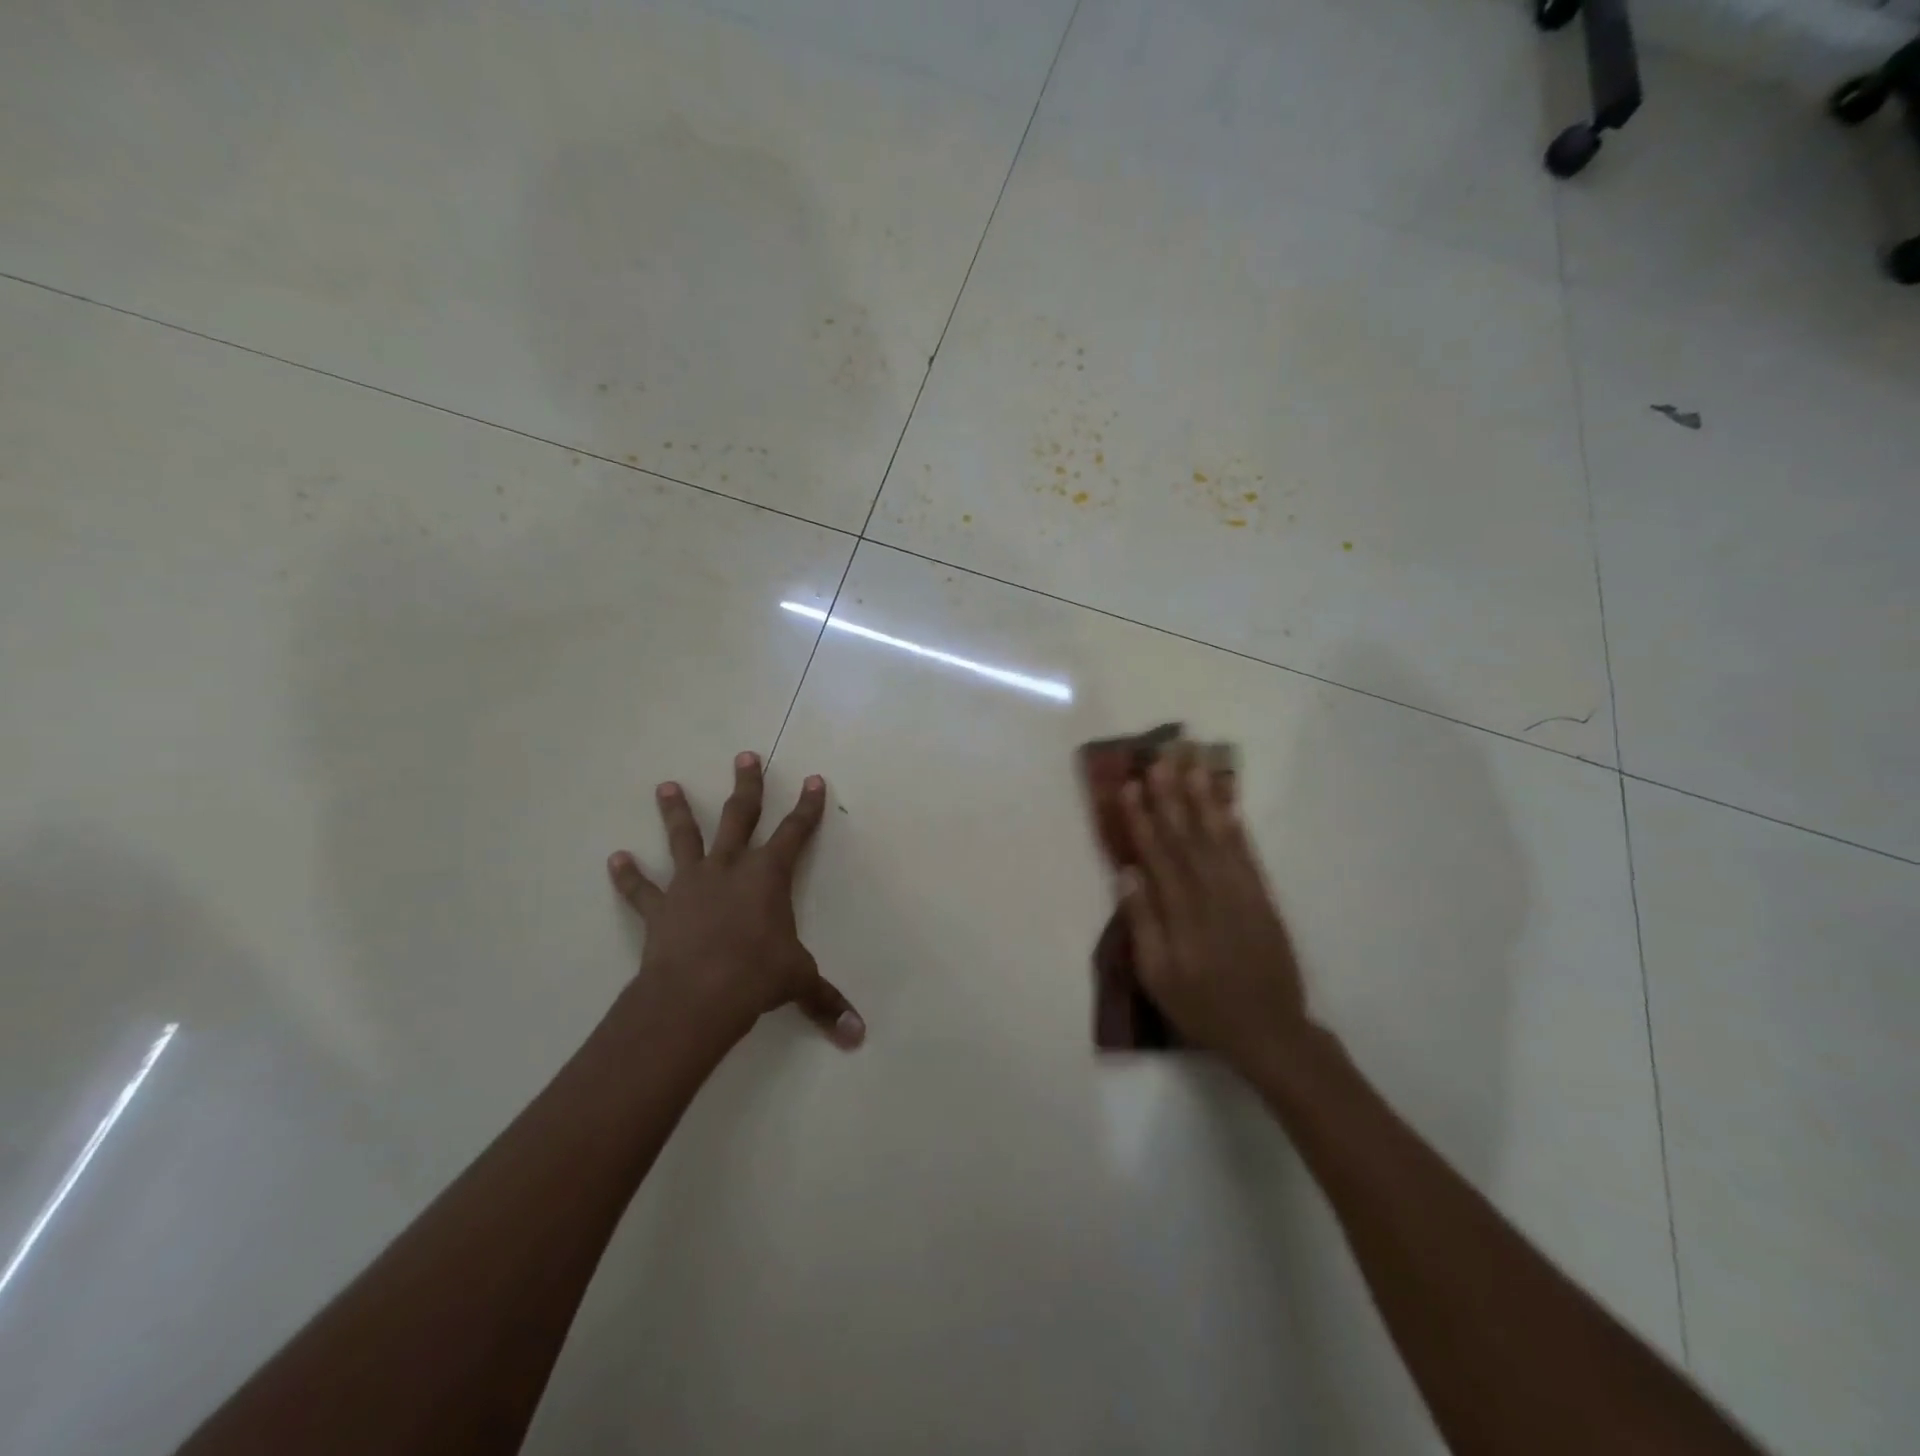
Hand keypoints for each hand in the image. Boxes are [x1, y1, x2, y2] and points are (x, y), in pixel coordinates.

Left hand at [606, 753, 864, 1051]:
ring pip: (684, 838)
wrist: (697, 995)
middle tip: (745, 756)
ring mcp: (691, 884)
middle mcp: (730, 867)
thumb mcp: (799, 982)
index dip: (808, 806)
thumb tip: (858, 1036)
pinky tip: (615, 859)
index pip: (796, 831)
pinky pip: (641, 889)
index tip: (814, 779)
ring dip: (675, 812)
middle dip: (746, 785)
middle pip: (739, 816)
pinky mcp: (660, 908)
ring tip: (665, 786)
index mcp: (769, 875)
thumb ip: (827, 1002)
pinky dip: (628, 875)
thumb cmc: (756, 977)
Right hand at [1119, 752, 1309, 1070]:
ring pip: (1218, 834)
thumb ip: (1143, 923)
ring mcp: (1242, 891)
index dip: (1142, 817)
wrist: (1269, 1031)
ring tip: (1193, 763)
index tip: (1130, 785)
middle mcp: (1212, 892)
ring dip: (1203, 797)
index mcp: (1181, 911)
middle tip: (1161, 756)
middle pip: (1187, 834)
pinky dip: (1235, 825)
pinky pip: (1247, 853)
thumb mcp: (1158, 977)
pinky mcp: (1263, 897)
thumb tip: (1127, 874)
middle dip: (1172, 794)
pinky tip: (1226, 803)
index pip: (1157, 853)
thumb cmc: (1202, 1006)